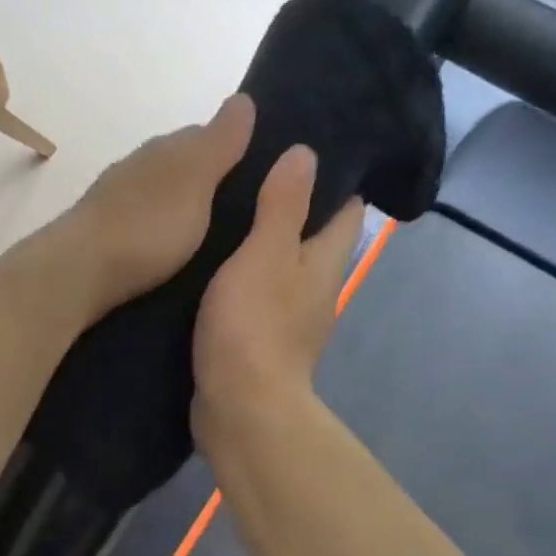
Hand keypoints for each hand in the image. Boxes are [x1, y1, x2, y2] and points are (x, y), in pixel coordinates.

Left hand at [54, 94, 256, 316]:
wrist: (78, 272)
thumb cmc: (146, 225)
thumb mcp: (195, 179)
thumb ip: (219, 143)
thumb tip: (242, 98)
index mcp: (163, 149)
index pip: (203, 135)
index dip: (231, 150)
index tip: (258, 175)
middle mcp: (137, 168)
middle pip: (180, 166)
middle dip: (207, 182)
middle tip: (241, 213)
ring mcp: (116, 202)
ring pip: (160, 196)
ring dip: (182, 209)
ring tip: (211, 238)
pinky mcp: (104, 236)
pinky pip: (143, 224)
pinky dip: (160, 232)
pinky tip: (171, 252)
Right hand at [192, 144, 362, 440]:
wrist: (240, 408)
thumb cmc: (255, 327)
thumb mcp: (265, 255)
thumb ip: (283, 206)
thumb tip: (306, 153)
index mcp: (325, 261)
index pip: (346, 208)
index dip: (331, 177)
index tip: (297, 147)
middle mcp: (315, 287)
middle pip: (312, 235)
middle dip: (289, 204)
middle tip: (247, 170)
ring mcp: (289, 317)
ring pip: (280, 265)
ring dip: (259, 240)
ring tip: (222, 206)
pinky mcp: (259, 339)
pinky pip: (255, 293)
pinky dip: (241, 274)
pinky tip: (209, 260)